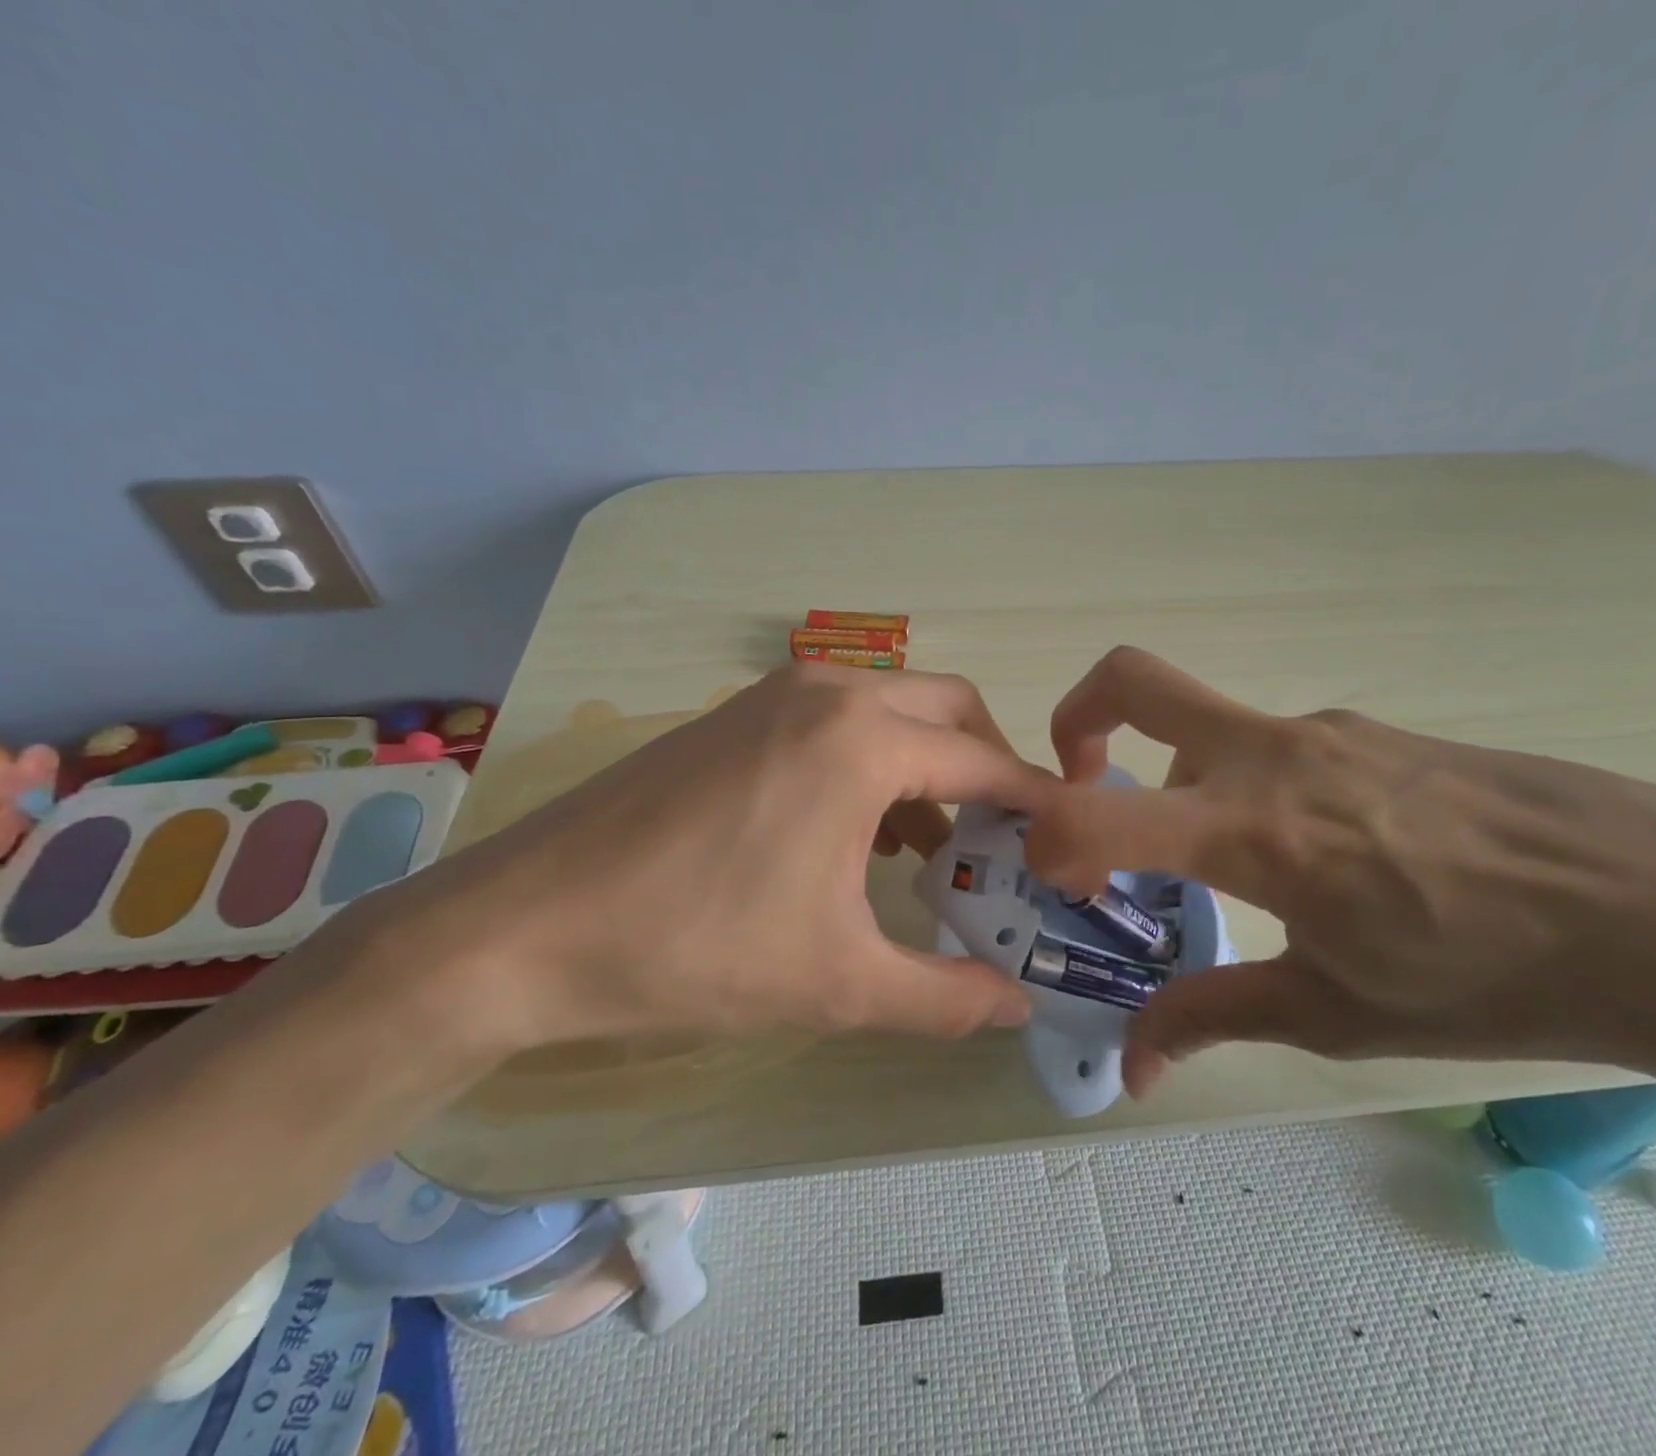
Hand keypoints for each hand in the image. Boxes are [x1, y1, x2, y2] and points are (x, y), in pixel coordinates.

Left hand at [355, 664, 1052, 1056]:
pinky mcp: (736, 714)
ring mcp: (774, 694)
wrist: (522, 927)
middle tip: (1002, 840)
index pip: (987, 764)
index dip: (1037, 805)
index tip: (1066, 842)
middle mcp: (829, 693)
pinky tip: (856, 833)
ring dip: (929, 766)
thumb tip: (1019, 1011)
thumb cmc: (694, 948)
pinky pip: (837, 720)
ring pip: (892, 710)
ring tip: (930, 849)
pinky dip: (873, 761)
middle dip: (989, 768)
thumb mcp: (837, 983)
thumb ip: (945, 997)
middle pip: (950, 711)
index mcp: (864, 742)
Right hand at [1023, 647, 1655, 1096]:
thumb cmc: (1487, 975)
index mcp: (1248, 830)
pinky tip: (1315, 852)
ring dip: (1177, 777)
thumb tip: (1132, 1068)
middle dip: (1077, 716)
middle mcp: (1269, 756)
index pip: (1095, 814)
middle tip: (1077, 780)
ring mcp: (1322, 730)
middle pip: (1132, 679)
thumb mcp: (1333, 1010)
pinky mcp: (1368, 729)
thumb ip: (1211, 1018)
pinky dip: (1246, 784)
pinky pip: (1273, 745)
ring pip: (1207, 724)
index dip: (1046, 840)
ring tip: (1223, 863)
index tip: (1053, 876)